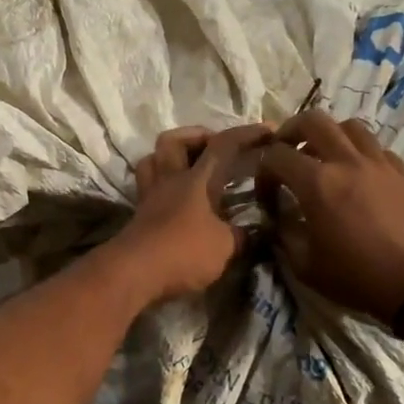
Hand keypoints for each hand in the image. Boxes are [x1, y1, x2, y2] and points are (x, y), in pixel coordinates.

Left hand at [114, 124, 274, 305]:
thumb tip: (251, 233)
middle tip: (215, 148)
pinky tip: (176, 199)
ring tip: (190, 168)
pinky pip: (148, 187)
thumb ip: (240, 236)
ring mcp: (149, 197)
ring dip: (170, 157)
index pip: (223, 145)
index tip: (269, 130)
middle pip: (172, 141)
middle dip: (196, 136)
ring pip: (152, 160)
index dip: (247, 134)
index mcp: (196, 179)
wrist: (134, 273)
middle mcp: (170, 180)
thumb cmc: (184, 252)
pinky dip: (162, 186)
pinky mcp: (138, 217)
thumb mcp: (224, 246)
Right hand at [256, 112, 403, 323]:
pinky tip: (357, 174)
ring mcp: (378, 163)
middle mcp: (347, 162)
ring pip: (349, 126)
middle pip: (313, 120)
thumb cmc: (357, 277)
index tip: (267, 195)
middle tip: (286, 151)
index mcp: (317, 184)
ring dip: (330, 136)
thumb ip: (284, 235)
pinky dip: (360, 153)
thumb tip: (278, 219)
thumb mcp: (305, 266)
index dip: (263, 172)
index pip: (277, 156)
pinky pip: (376, 147)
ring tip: (324, 157)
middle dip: (291, 132)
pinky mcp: (402, 172)